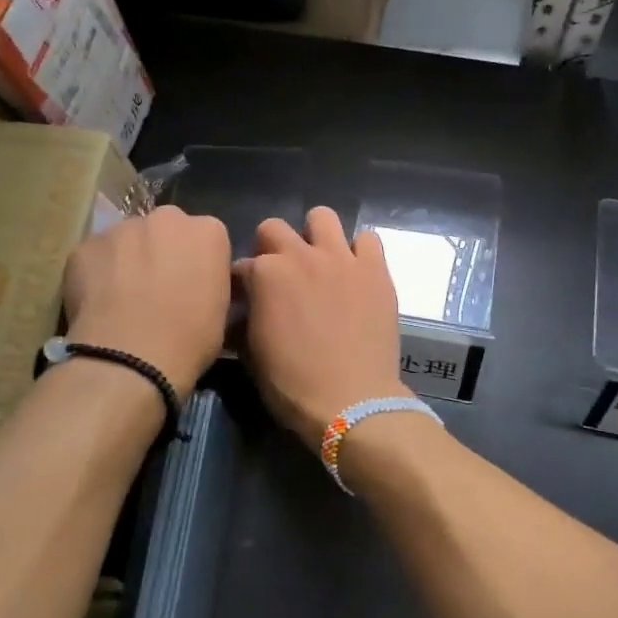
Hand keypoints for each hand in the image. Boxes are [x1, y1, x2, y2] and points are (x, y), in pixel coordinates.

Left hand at [63, 205, 230, 398]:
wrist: (130, 356)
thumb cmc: (189, 339)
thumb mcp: (221, 312)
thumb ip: (210, 284)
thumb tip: (196, 286)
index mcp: (208, 232)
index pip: (206, 238)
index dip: (196, 263)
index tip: (191, 287)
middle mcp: (167, 218)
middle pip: (165, 230)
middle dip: (161, 251)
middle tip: (156, 290)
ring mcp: (122, 228)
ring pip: (126, 240)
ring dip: (127, 261)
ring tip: (122, 300)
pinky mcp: (85, 245)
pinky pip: (95, 256)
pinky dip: (96, 274)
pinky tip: (97, 304)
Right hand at [235, 207, 407, 450]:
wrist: (351, 400)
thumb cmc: (292, 385)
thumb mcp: (251, 353)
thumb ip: (245, 318)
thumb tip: (244, 310)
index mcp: (265, 274)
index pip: (242, 265)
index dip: (242, 284)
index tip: (246, 300)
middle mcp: (301, 255)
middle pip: (274, 228)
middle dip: (270, 247)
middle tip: (281, 276)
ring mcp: (341, 259)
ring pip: (323, 217)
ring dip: (315, 236)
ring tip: (319, 262)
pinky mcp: (375, 270)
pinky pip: (368, 239)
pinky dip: (359, 251)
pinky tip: (356, 272)